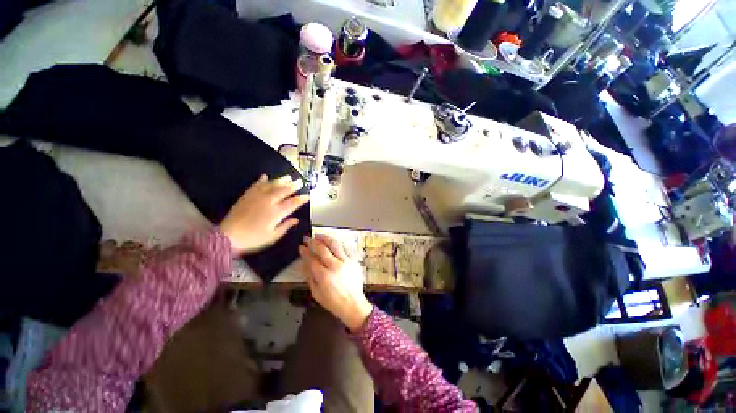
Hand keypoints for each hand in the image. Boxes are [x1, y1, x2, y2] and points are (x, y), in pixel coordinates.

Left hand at [219, 174, 308, 254]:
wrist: (227, 237)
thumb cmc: (253, 239)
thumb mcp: (272, 236)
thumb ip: (285, 226)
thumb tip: (296, 220)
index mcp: (276, 213)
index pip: (292, 203)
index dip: (301, 199)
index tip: (307, 195)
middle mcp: (268, 202)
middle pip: (283, 191)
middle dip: (293, 186)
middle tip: (300, 181)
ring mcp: (256, 197)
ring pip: (271, 185)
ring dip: (280, 180)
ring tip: (288, 177)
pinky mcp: (246, 196)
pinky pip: (255, 185)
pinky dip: (261, 180)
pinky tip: (265, 176)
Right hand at [299, 235, 372, 331]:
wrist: (353, 304)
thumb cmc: (333, 301)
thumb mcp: (316, 292)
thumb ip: (309, 276)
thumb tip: (304, 263)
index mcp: (324, 275)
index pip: (312, 259)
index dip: (305, 251)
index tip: (300, 247)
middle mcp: (335, 266)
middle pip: (322, 248)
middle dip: (313, 242)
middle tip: (307, 238)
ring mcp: (346, 262)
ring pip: (335, 244)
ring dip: (325, 238)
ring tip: (318, 236)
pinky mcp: (353, 261)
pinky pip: (343, 249)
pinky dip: (335, 244)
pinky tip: (330, 243)